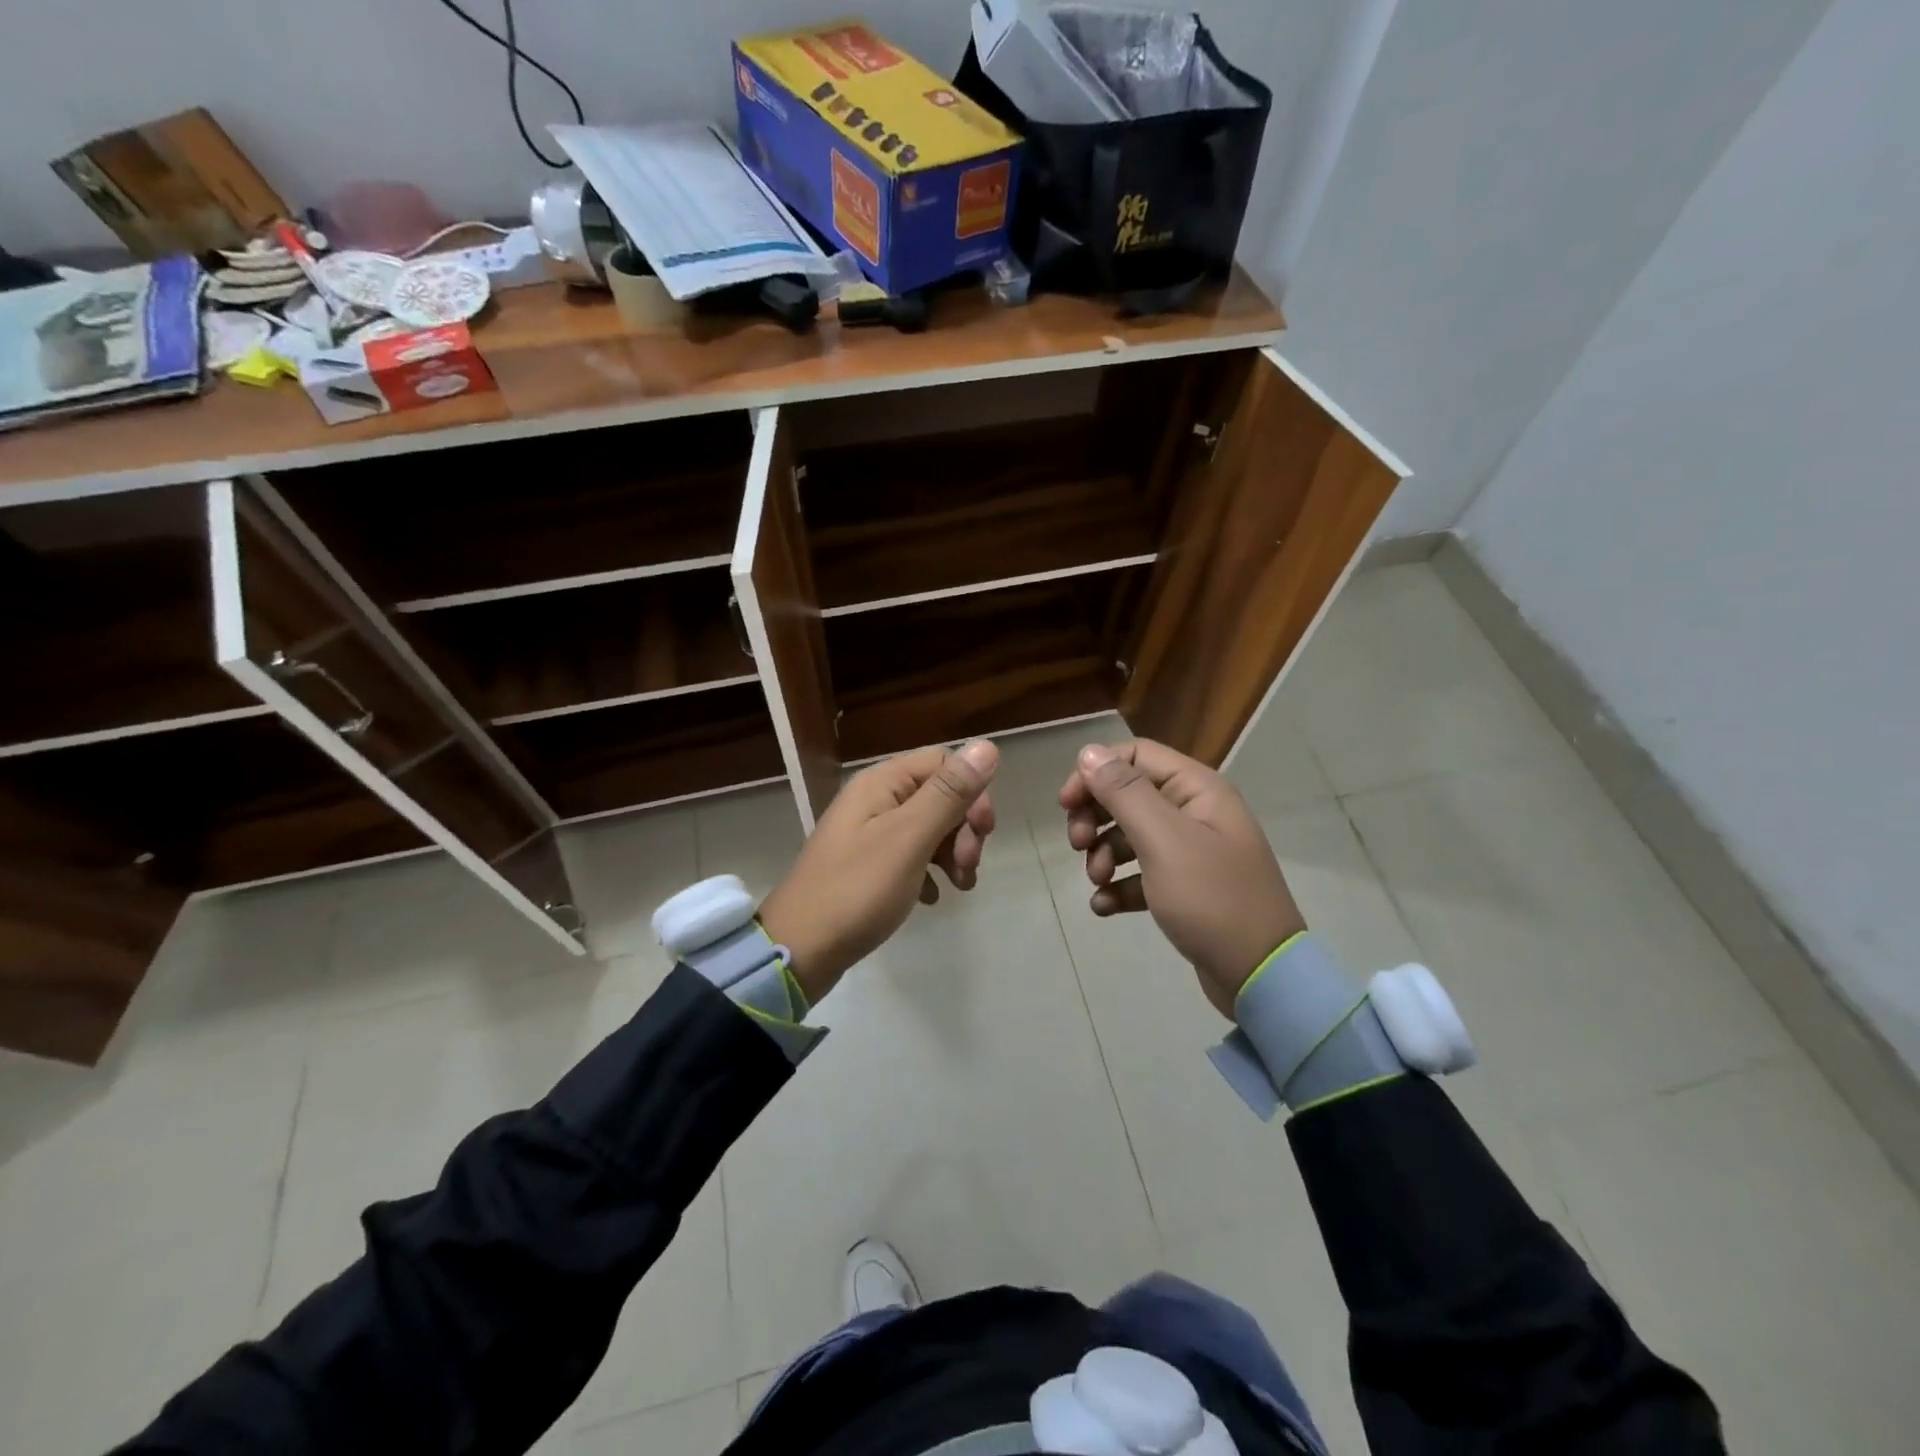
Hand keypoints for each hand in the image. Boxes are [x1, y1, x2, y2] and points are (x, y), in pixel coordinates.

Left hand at [759, 740, 998, 1004]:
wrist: (800, 949)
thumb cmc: (857, 890)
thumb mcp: (909, 839)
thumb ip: (948, 793)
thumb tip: (986, 745)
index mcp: (881, 782)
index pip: (943, 761)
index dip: (971, 791)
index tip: (984, 832)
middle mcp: (875, 798)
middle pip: (938, 794)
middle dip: (964, 827)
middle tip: (969, 866)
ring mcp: (869, 832)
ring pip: (928, 826)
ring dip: (953, 851)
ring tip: (960, 885)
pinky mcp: (867, 864)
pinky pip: (911, 854)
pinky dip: (929, 871)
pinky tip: (932, 897)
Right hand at [1060, 740, 1304, 1017]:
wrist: (1261, 976)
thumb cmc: (1212, 899)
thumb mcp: (1164, 841)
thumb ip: (1124, 793)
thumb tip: (1089, 752)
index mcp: (1197, 789)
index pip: (1135, 756)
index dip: (1095, 773)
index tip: (1066, 804)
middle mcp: (1194, 812)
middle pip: (1128, 795)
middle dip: (1095, 816)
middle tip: (1077, 844)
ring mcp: (1191, 852)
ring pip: (1130, 835)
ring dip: (1103, 853)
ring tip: (1096, 880)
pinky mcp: (1184, 888)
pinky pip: (1141, 874)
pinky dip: (1118, 885)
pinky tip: (1105, 906)